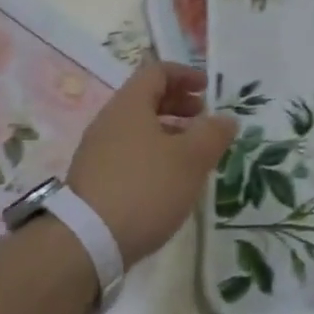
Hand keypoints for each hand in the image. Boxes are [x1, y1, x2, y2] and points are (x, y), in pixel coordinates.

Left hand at [65, 59, 237, 266]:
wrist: (87, 242)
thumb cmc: (145, 188)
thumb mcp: (191, 159)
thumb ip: (213, 134)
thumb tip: (226, 119)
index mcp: (130, 105)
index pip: (156, 71)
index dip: (184, 74)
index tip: (207, 88)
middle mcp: (109, 121)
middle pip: (146, 98)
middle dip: (178, 103)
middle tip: (203, 118)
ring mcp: (98, 151)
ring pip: (138, 128)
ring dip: (168, 131)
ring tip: (192, 152)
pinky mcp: (94, 179)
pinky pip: (129, 152)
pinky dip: (153, 153)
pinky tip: (168, 180)